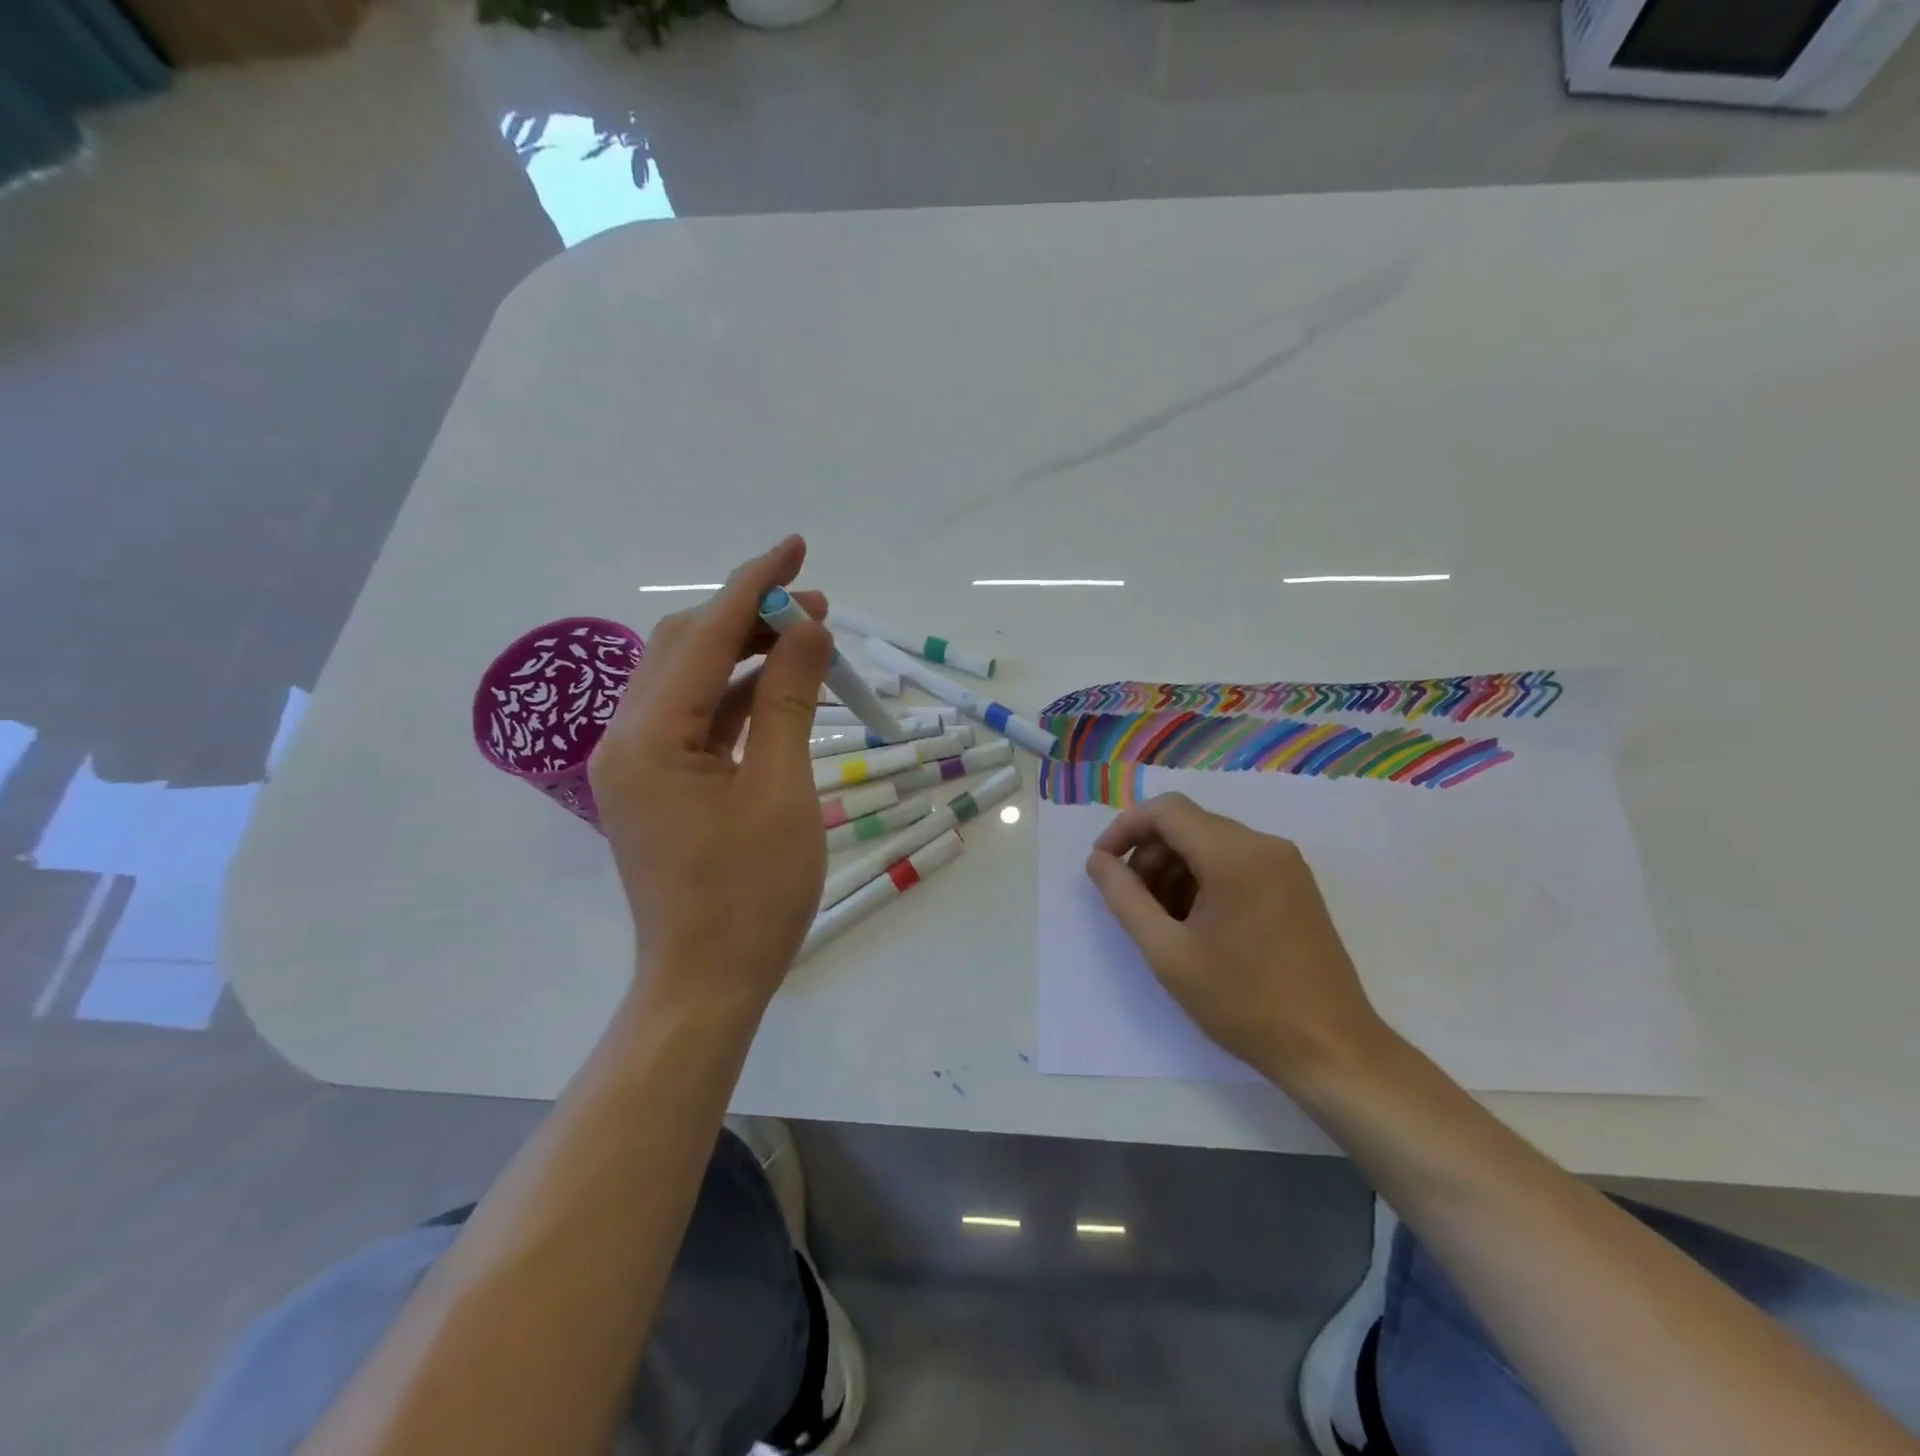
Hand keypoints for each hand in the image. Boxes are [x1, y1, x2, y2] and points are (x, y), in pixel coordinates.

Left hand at [588, 536, 831, 1016]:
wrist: (705, 983)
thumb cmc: (752, 896)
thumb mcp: (782, 791)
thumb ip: (790, 700)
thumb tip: (807, 629)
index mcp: (650, 736)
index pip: (705, 635)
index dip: (754, 584)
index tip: (796, 546)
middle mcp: (628, 738)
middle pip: (685, 647)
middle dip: (749, 615)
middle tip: (814, 605)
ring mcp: (638, 763)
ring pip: (690, 679)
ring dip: (745, 652)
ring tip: (807, 637)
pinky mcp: (656, 784)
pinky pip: (696, 718)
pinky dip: (738, 695)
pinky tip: (781, 686)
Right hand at [1085, 792, 1387, 1085]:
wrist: (1331, 1050)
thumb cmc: (1243, 1002)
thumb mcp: (1168, 952)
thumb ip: (1125, 898)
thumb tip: (1098, 861)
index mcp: (1235, 855)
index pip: (1167, 811)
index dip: (1125, 829)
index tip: (1102, 866)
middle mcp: (1265, 846)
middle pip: (1189, 825)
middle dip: (1150, 855)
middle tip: (1132, 903)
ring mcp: (1286, 865)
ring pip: (1211, 844)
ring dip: (1175, 870)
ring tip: (1162, 921)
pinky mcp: (1295, 886)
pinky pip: (1236, 863)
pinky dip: (1204, 880)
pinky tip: (1196, 925)